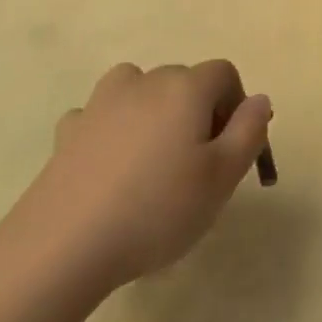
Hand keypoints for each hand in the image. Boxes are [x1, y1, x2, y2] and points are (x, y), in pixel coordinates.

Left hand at [10, 60, 272, 298]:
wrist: (63, 247)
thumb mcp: (222, 178)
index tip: (230, 151)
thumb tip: (259, 100)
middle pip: (184, 81)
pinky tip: (109, 168)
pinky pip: (101, 116)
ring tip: (152, 161)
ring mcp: (100, 103)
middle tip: (196, 168)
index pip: (224, 74)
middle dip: (198, 113)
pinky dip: (111, 131)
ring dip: (153, 113)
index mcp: (185, 88)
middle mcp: (144, 81)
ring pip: (140, 90)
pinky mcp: (68, 131)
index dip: (236, 106)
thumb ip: (249, 131)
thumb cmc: (156, 210)